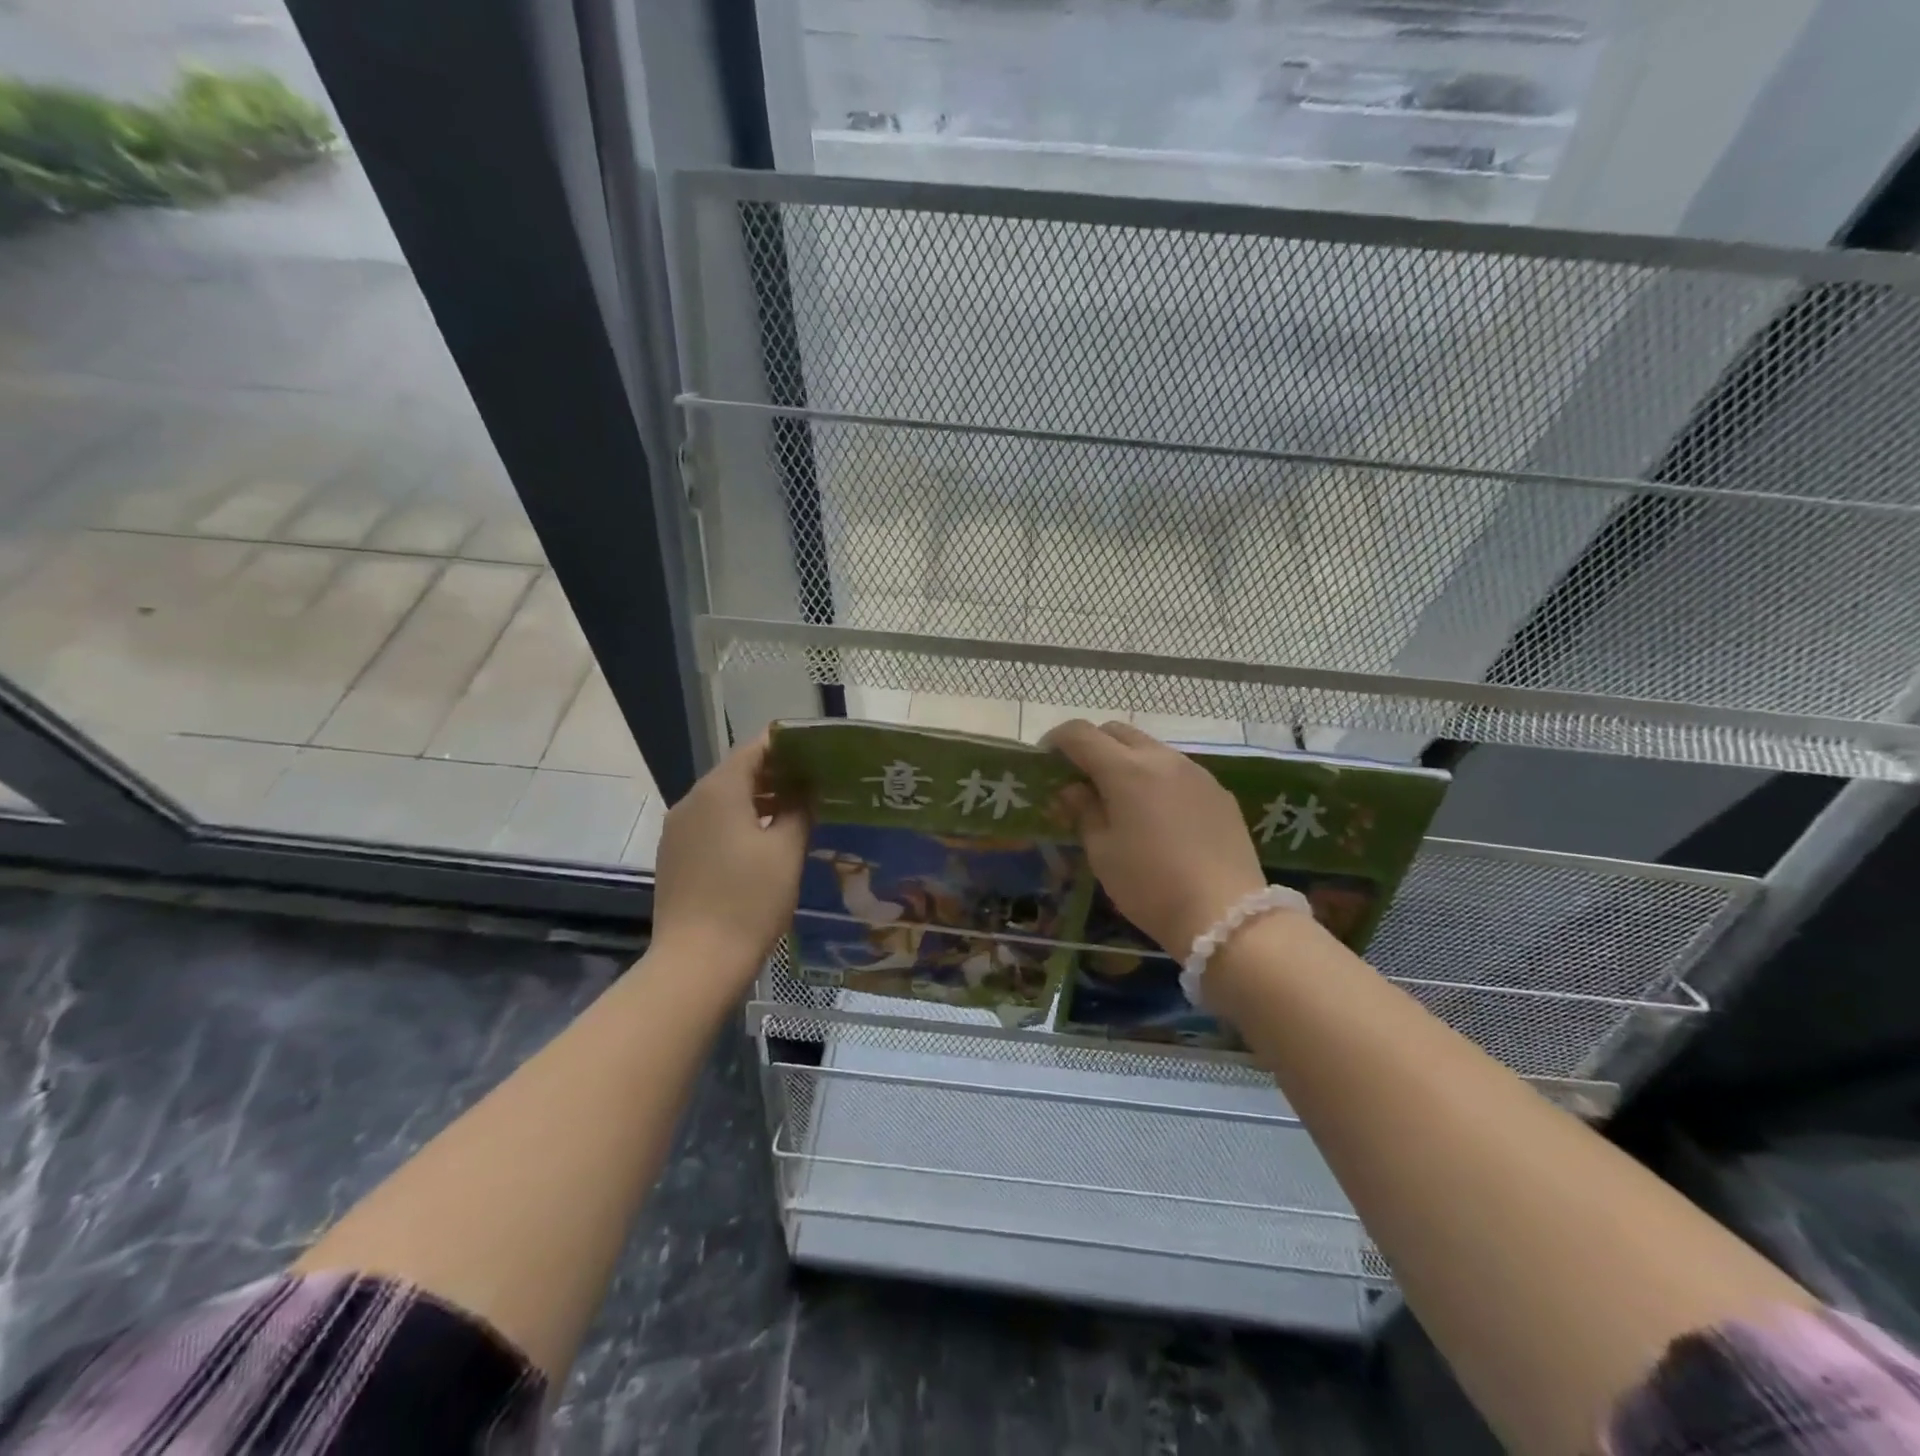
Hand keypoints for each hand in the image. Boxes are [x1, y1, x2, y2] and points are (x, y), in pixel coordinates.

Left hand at [649, 734, 808, 986]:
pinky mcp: (674, 855)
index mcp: (719, 790)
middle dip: (775, 774)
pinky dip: (738, 822)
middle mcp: (692, 800)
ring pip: (723, 799)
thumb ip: (799, 809)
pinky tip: (763, 842)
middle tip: (814, 784)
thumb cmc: (749, 900)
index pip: (755, 748)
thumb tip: (805, 788)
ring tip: (795, 812)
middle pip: (737, 771)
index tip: (817, 752)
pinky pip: (710, 824)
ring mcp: (678, 829)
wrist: (697, 962)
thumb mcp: (786, 850)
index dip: (787, 745)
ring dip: (757, 799)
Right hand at [1043, 720, 1268, 957]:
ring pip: (1150, 748)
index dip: (1057, 740)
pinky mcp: (1218, 791)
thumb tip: (1074, 789)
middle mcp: (1161, 758)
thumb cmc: (1149, 885)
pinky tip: (1158, 815)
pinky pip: (1178, 770)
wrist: (1226, 913)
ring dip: (1127, 760)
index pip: (1080, 733)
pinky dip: (1156, 778)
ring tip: (1120, 797)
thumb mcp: (1102, 852)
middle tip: (1080, 777)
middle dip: (1092, 745)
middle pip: (1117, 731)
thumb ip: (1084, 811)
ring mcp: (1195, 772)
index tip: (1045, 760)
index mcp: (1125, 770)